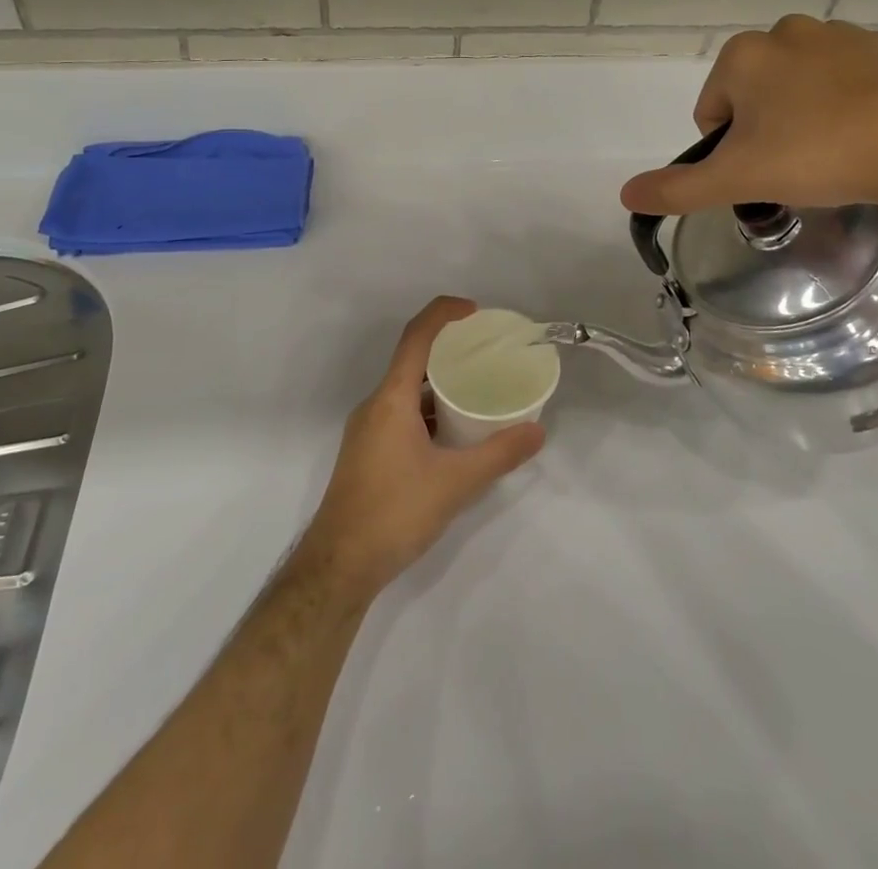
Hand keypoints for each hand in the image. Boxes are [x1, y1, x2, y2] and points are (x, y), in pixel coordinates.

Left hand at [296, 297, 544, 601]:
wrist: (339, 566)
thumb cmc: (395, 512)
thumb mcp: (456, 483)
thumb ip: (499, 454)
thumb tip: (538, 430)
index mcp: (391, 398)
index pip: (416, 337)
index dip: (444, 314)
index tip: (476, 312)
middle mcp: (375, 405)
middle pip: (412, 361)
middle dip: (448, 350)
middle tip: (486, 353)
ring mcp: (368, 430)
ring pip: (406, 392)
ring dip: (438, 385)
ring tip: (477, 391)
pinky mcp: (368, 452)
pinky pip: (401, 414)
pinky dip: (428, 411)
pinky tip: (454, 434)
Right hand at [619, 15, 877, 217]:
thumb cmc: (818, 155)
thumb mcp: (738, 179)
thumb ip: (677, 188)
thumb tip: (625, 194)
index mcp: (743, 56)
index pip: (712, 112)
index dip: (729, 149)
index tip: (761, 171)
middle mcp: (785, 32)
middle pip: (753, 96)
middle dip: (764, 130)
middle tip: (794, 167)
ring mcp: (838, 36)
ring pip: (797, 87)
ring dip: (801, 117)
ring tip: (831, 153)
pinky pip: (842, 81)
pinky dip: (842, 105)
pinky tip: (862, 134)